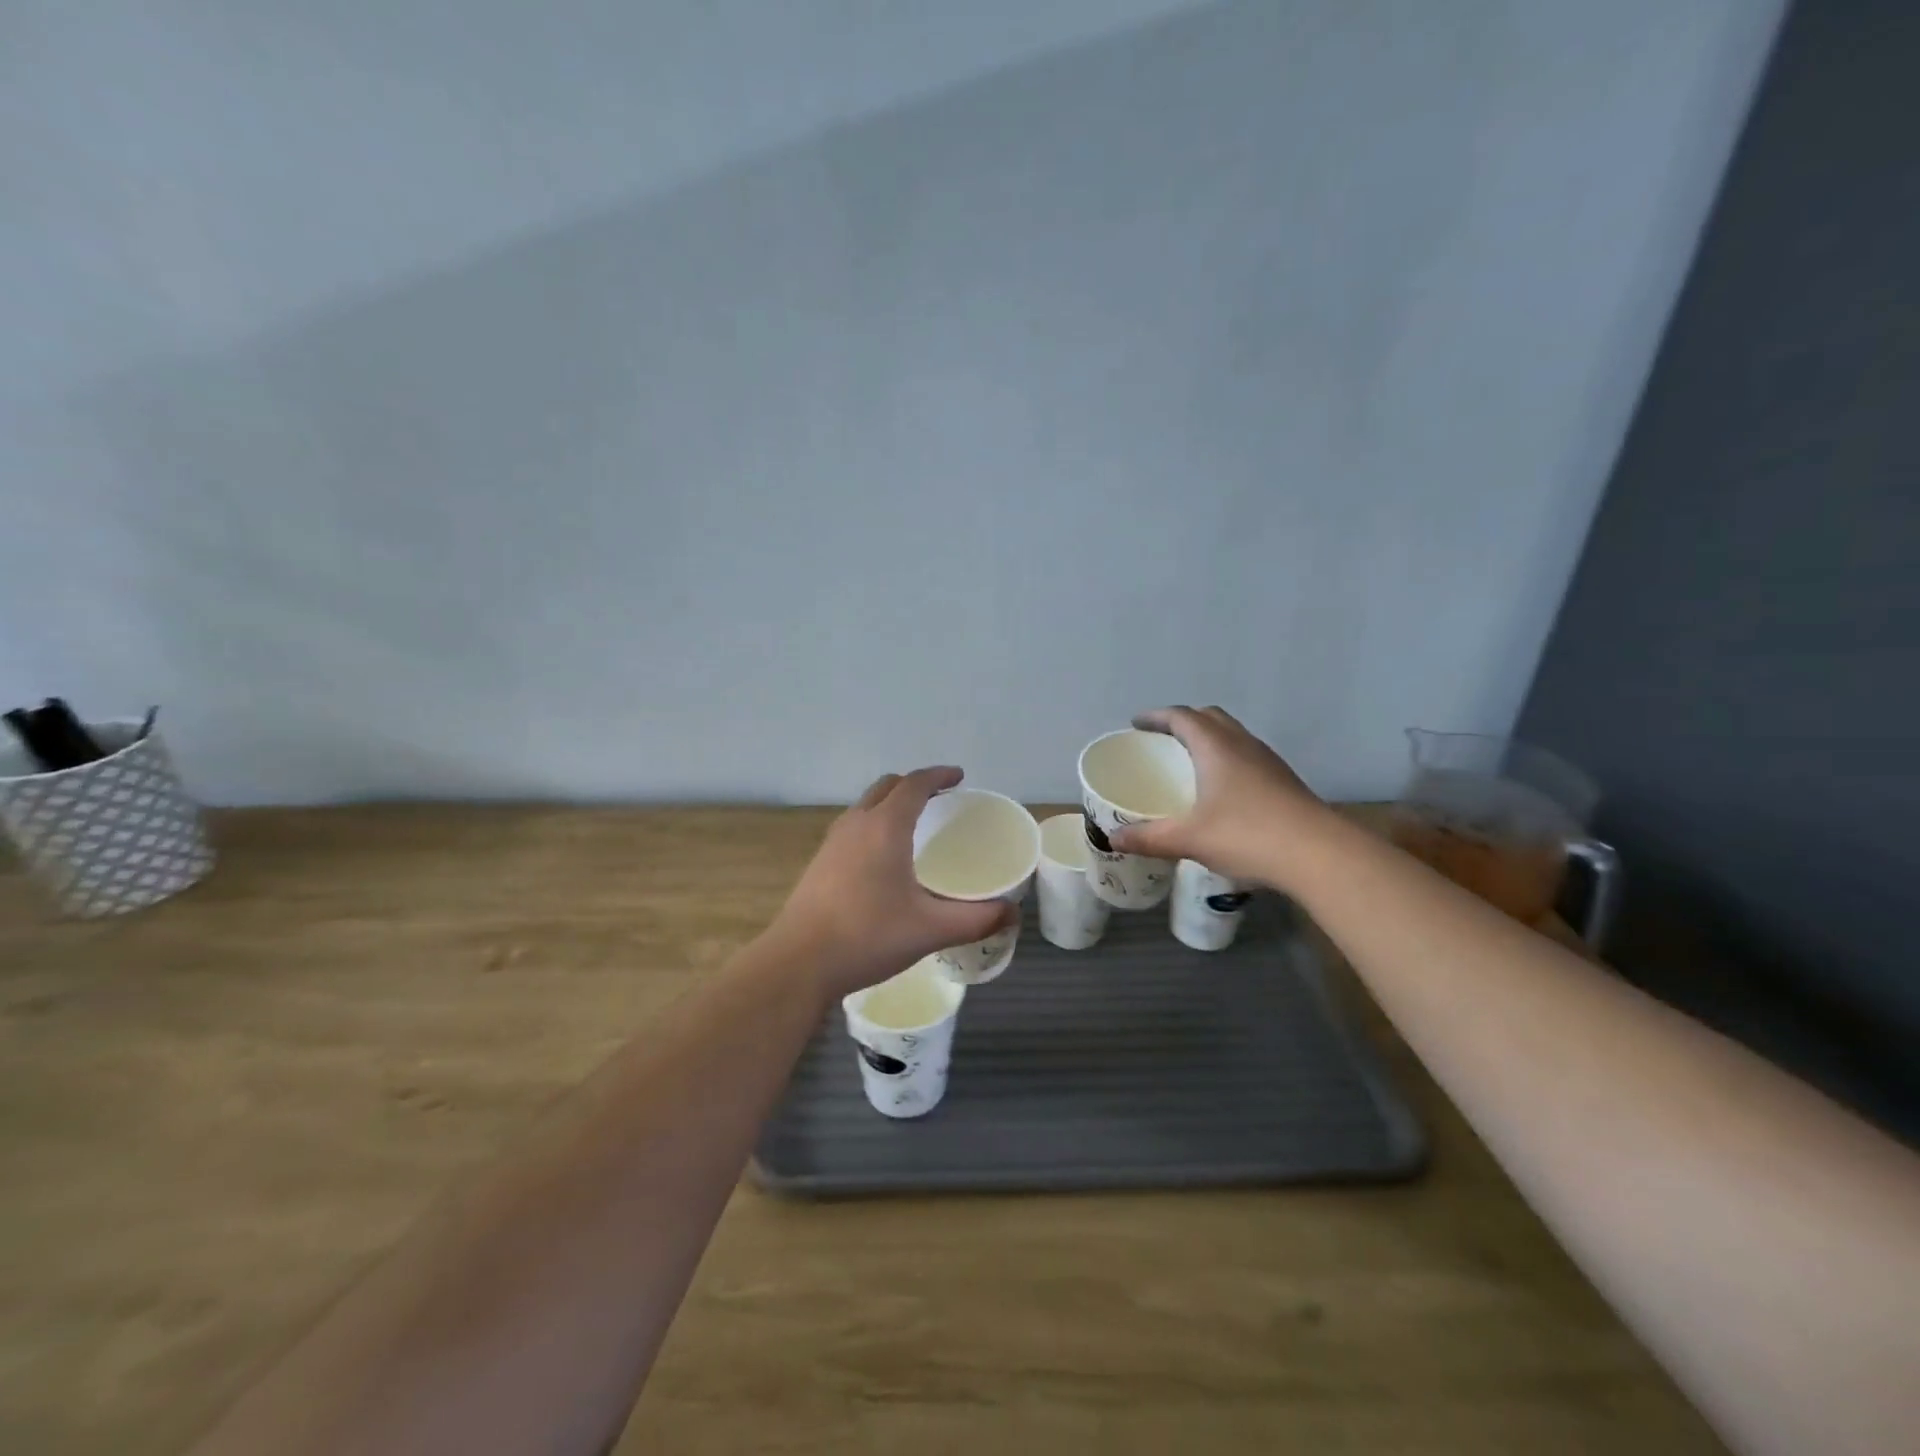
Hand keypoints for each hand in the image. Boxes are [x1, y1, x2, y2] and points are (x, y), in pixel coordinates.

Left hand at [769, 767, 1016, 1000]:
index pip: (914, 784)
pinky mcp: (819, 863)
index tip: (959, 776)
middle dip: (914, 784)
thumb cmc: (868, 936)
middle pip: (887, 787)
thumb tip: (1012, 912)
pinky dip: (873, 824)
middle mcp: (856, 824)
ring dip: (890, 803)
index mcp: (885, 827)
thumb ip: (976, 919)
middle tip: (939, 797)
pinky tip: (882, 858)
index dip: (939, 775)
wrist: (799, 962)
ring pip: (865, 806)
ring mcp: (832, 842)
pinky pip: (852, 827)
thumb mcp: (930, 929)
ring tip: (912, 823)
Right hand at [1108, 706, 1336, 887]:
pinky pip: (1246, 755)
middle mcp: (1242, 744)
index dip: (1156, 717)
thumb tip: (1113, 840)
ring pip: (1232, 735)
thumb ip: (1149, 838)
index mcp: (1215, 747)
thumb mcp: (1190, 839)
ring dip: (1208, 739)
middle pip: (1209, 717)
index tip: (1136, 724)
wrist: (1319, 855)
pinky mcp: (1283, 780)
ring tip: (1189, 762)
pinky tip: (1221, 790)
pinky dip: (1226, 759)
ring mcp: (1268, 761)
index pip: (1181, 716)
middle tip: (1161, 740)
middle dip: (1183, 722)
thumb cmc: (1248, 835)